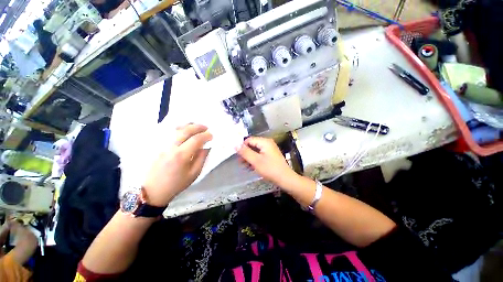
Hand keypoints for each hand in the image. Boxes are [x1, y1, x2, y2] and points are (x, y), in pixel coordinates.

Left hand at [143, 124, 211, 206]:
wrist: (153, 191)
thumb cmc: (176, 184)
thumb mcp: (194, 173)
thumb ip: (201, 158)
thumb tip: (206, 147)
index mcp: (181, 156)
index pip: (196, 140)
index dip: (206, 136)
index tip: (212, 136)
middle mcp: (171, 147)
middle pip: (186, 131)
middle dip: (198, 127)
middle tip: (206, 128)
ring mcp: (162, 145)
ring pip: (176, 129)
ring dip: (188, 125)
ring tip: (196, 126)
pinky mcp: (157, 146)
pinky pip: (169, 132)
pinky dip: (179, 128)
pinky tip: (184, 129)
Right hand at [236, 137, 298, 187]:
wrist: (285, 179)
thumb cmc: (270, 169)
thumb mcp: (256, 161)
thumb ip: (245, 152)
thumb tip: (235, 145)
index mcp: (265, 142)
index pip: (249, 140)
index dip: (242, 147)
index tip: (237, 156)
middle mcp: (267, 143)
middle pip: (252, 145)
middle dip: (246, 153)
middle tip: (241, 162)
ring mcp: (269, 149)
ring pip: (255, 151)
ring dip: (249, 157)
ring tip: (245, 166)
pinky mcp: (270, 155)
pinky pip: (260, 155)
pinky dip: (255, 160)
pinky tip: (251, 167)